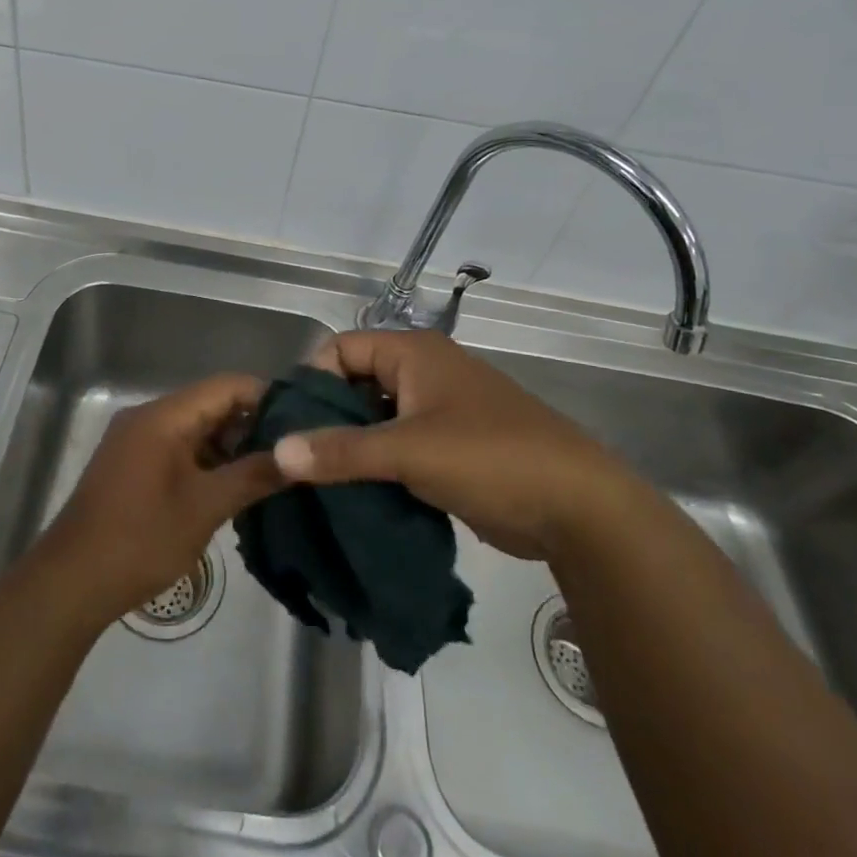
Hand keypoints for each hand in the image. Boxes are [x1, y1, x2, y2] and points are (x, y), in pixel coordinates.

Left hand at [37, 373, 283, 622]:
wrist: (71, 581)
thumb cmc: (141, 538)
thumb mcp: (205, 508)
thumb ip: (252, 476)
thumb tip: (296, 457)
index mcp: (164, 415)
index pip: (226, 386)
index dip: (266, 397)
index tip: (302, 420)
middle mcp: (148, 417)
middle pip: (210, 404)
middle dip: (251, 424)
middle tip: (292, 450)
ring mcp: (136, 440)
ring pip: (195, 428)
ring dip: (229, 446)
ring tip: (271, 470)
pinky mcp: (131, 464)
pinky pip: (178, 448)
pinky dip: (206, 460)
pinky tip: (232, 486)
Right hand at [274, 329, 637, 559]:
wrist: (579, 507)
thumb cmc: (489, 457)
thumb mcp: (408, 452)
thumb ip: (340, 451)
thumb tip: (277, 451)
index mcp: (413, 352)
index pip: (340, 349)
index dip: (313, 381)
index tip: (291, 425)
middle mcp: (424, 371)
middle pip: (355, 383)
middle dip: (328, 418)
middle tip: (300, 460)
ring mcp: (440, 410)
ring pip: (376, 418)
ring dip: (352, 446)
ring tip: (320, 483)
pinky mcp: (451, 447)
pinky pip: (399, 445)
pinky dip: (378, 464)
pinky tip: (356, 495)